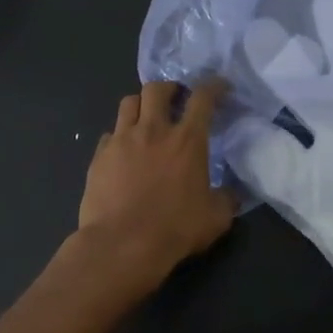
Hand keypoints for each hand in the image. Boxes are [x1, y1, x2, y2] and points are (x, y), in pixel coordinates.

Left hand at [78, 80, 236, 280]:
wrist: (122, 245)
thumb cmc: (174, 229)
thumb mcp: (215, 218)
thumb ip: (226, 199)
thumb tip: (233, 194)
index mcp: (187, 140)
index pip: (203, 98)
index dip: (214, 86)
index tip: (220, 87)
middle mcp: (153, 130)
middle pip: (157, 89)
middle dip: (169, 88)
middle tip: (176, 99)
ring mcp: (122, 140)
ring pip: (128, 102)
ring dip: (141, 105)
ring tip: (146, 118)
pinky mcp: (99, 156)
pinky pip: (110, 134)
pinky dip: (120, 136)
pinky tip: (124, 151)